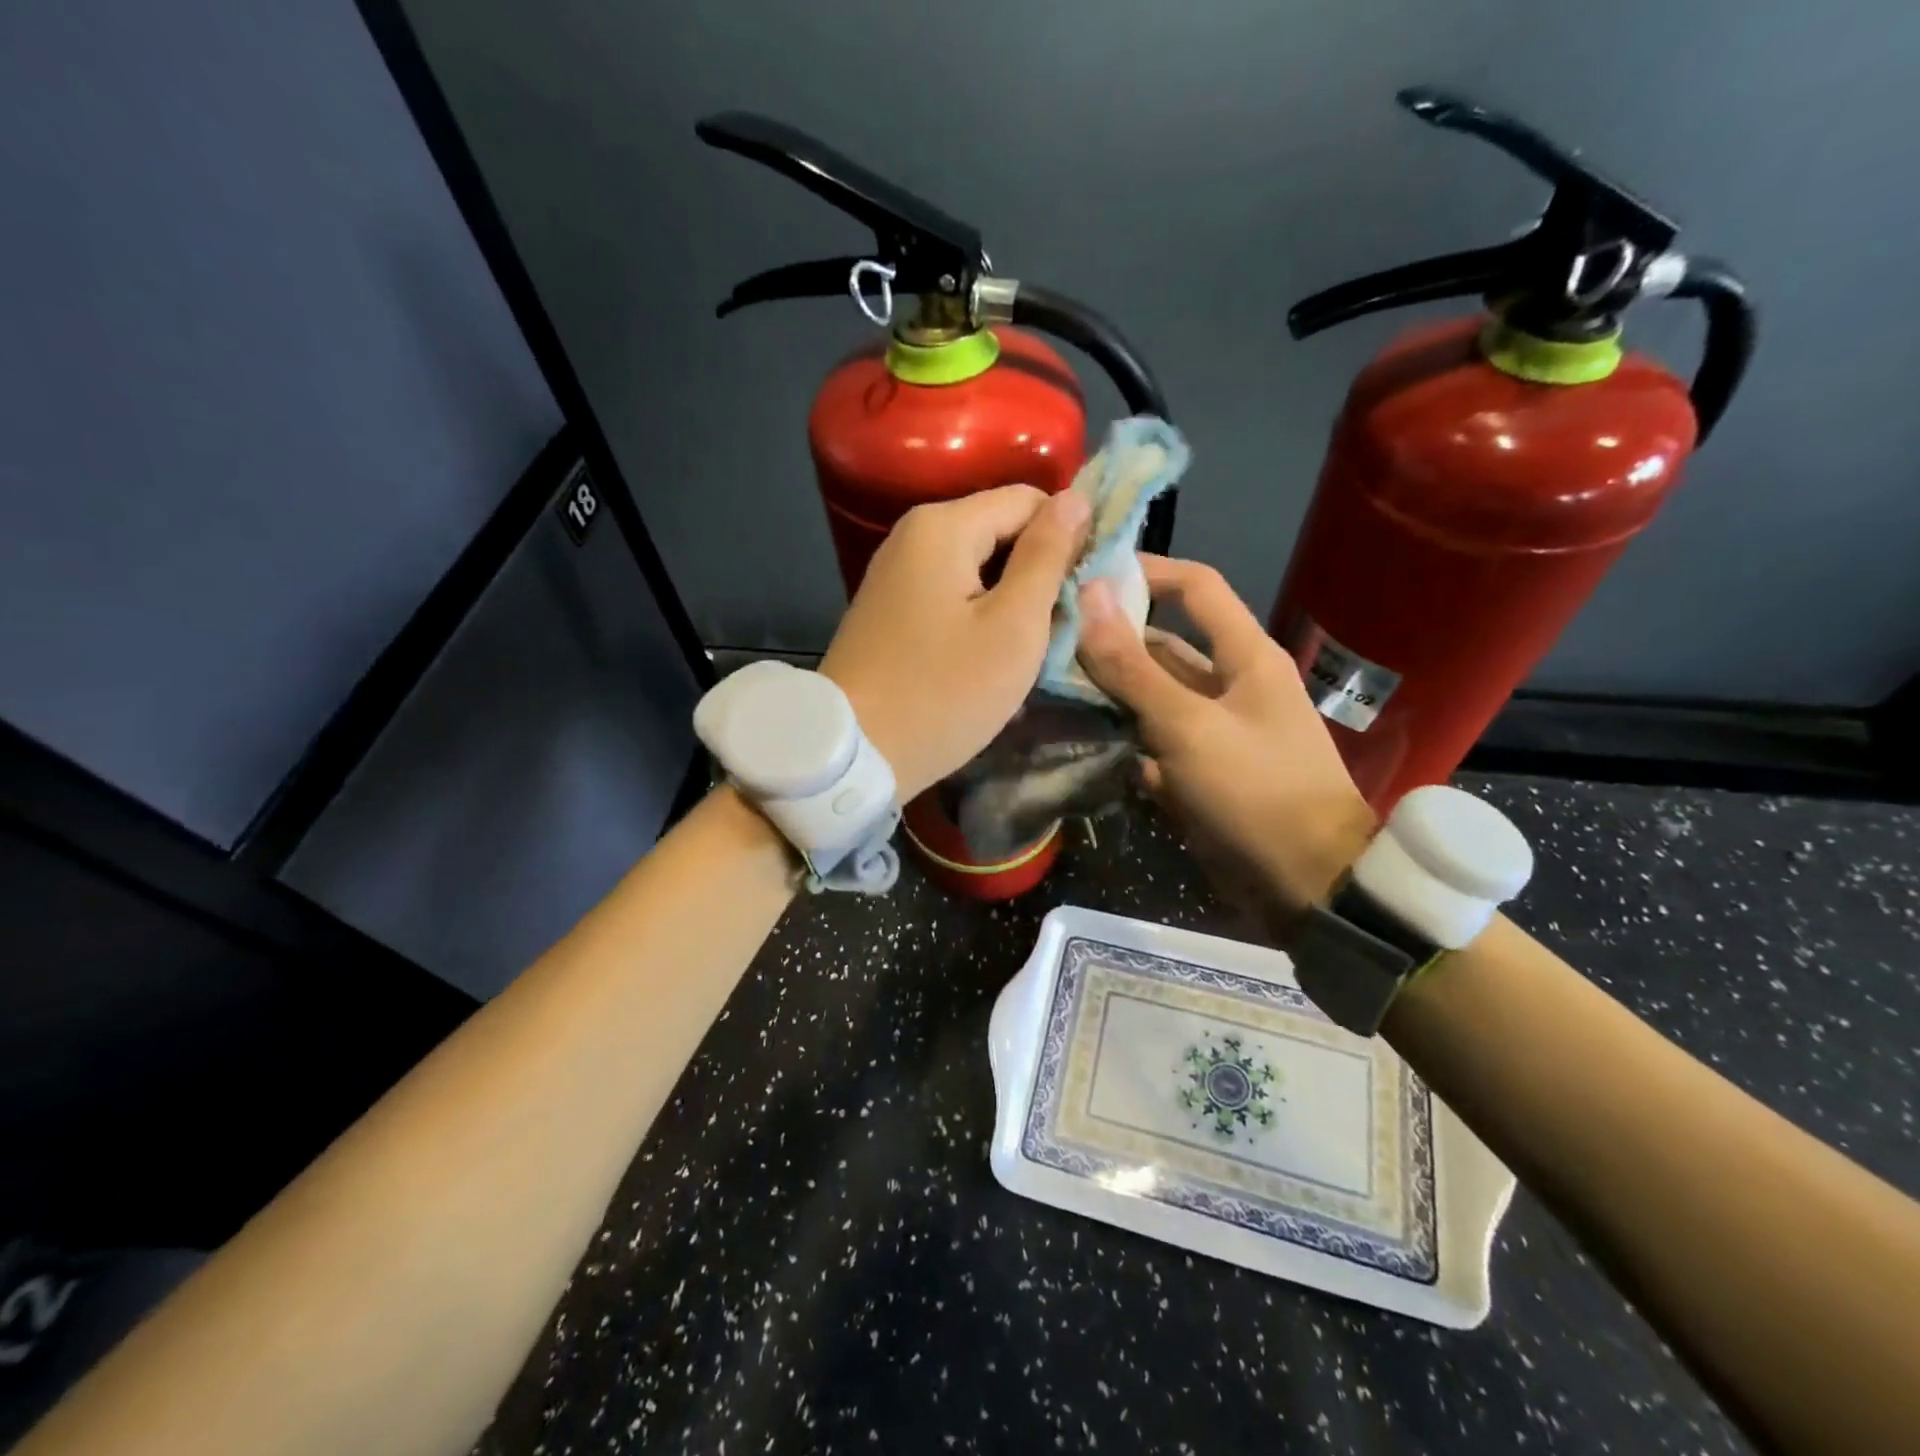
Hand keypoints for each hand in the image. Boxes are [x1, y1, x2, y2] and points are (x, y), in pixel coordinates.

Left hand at [821, 485, 1089, 799]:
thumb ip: (1046, 557)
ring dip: (1013, 600)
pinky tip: (992, 657)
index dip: (1069, 536)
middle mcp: (913, 536)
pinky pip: (952, 595)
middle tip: (1065, 627)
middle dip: (1040, 572)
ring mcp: (896, 574)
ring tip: (1034, 648)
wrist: (854, 753)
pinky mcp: (891, 610)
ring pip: (979, 568)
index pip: (1031, 500)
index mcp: (943, 526)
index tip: (1090, 590)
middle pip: (1001, 531)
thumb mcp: (1013, 626)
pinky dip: (980, 617)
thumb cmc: (943, 692)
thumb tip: (1074, 499)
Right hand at [1075, 555, 1376, 933]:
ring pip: (1152, 698)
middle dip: (1111, 641)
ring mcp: (1213, 732)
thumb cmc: (1256, 791)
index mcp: (1244, 656)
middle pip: (1163, 646)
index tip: (1086, 574)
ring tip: (1049, 686)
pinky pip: (1153, 743)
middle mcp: (1230, 684)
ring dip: (1109, 693)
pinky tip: (1077, 740)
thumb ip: (1134, 667)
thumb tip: (1088, 597)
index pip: (1194, 588)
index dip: (1145, 572)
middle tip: (1047, 639)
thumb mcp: (1189, 726)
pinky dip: (1121, 741)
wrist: (1307, 884)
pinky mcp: (1200, 772)